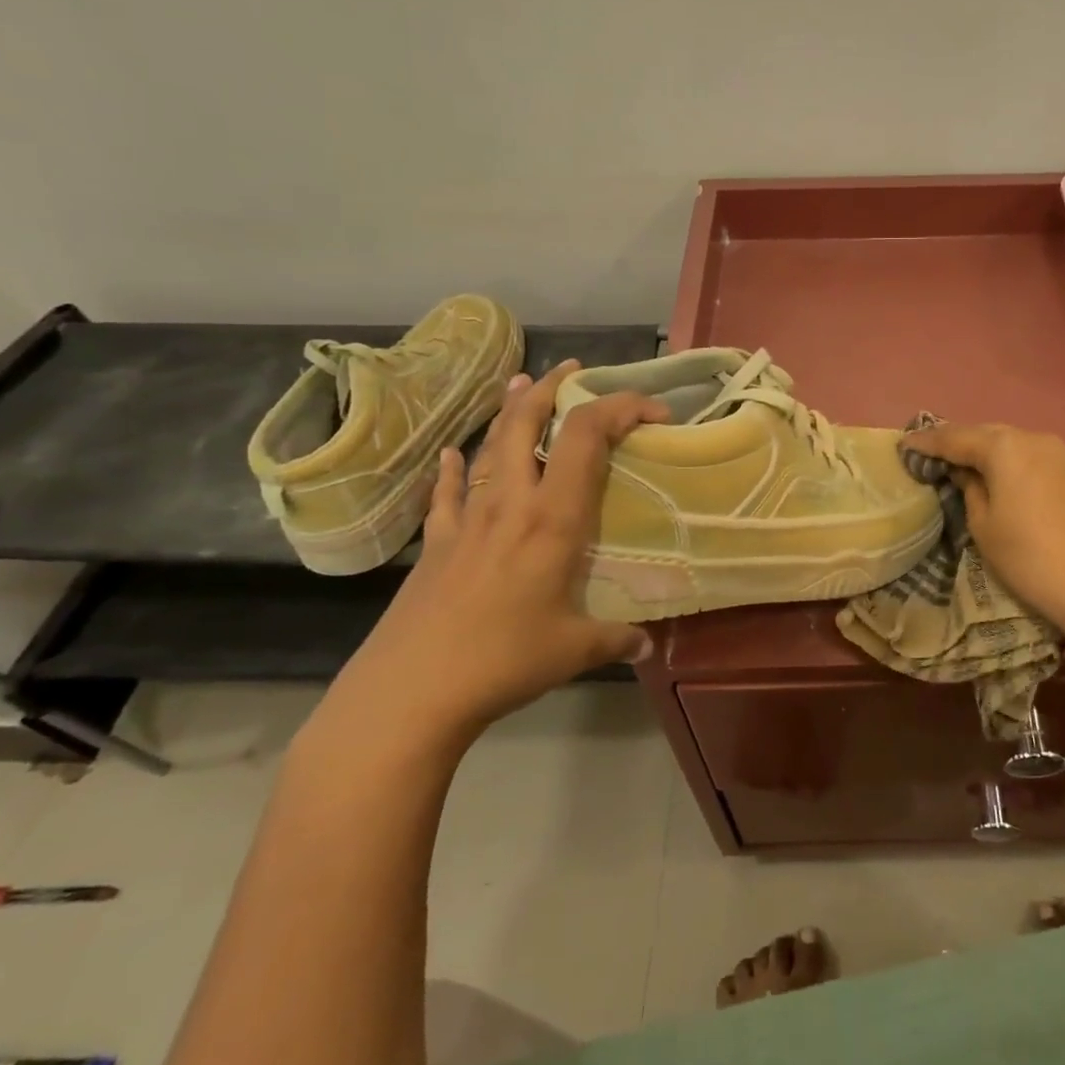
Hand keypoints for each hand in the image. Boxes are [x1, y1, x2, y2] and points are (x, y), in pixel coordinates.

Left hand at [322, 361, 668, 749]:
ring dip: (508, 413)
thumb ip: (617, 638)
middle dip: (553, 389)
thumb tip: (647, 643)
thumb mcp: (575, 649)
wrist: (410, 692)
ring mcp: (467, 520)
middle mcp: (510, 504)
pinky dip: (454, 467)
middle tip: (575, 371)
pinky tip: (452, 454)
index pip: (588, 437)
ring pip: (489, 447)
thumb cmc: (504, 661)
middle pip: (527, 424)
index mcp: (552, 519)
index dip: (622, 408)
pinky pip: (447, 491)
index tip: (655, 412)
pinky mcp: (436, 543)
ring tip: (522, 387)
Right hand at [903, 423, 1064, 628]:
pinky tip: (992, 471)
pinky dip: (1005, 459)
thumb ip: (968, 488)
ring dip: (981, 449)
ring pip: (1008, 441)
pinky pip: (1027, 454)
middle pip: (983, 433)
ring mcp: (1056, 451)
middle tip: (928, 452)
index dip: (926, 442)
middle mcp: (1031, 437)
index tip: (903, 445)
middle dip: (955, 441)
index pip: (954, 438)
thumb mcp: (983, 525)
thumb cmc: (1028, 555)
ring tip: (956, 461)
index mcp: (1004, 447)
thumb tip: (964, 472)